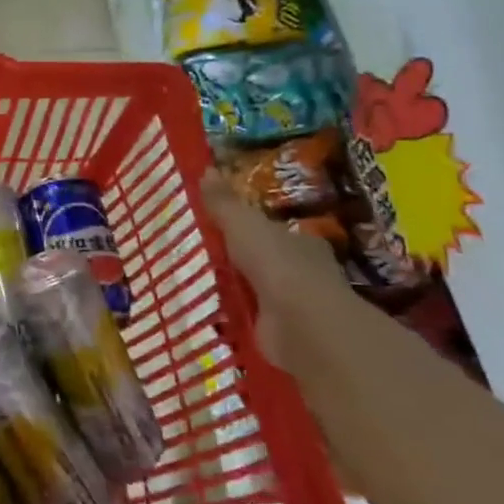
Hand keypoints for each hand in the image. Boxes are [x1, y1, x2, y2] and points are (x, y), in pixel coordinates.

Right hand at [199, 168, 360, 372]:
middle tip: (204, 254)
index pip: (276, 231)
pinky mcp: (283, 333)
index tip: (225, 227)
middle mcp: (304, 272)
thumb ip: (224, 203)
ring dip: (237, 289)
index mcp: (301, 242)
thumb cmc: (277, 265)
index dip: (254, 228)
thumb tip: (206, 169)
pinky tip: (211, 313)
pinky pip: (252, 319)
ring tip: (198, 283)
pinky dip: (236, 317)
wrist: (302, 325)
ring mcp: (295, 305)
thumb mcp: (243, 225)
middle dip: (243, 260)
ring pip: (260, 290)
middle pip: (268, 260)